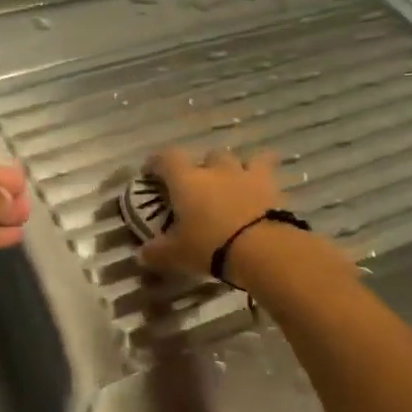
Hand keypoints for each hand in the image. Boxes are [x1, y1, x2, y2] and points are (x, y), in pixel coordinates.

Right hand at [137, 147, 287, 278]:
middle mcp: (214, 169)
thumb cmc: (209, 246)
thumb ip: (156, 252)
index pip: (166, 158)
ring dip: (230, 168)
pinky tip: (260, 182)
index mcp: (185, 180)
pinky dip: (262, 171)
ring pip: (235, 158)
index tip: (151, 172)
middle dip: (200, 169)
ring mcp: (244, 173)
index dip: (156, 162)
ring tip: (229, 184)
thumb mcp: (175, 254)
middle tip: (198, 188)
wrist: (261, 249)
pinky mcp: (270, 183)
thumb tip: (142, 254)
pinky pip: (266, 165)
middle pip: (205, 156)